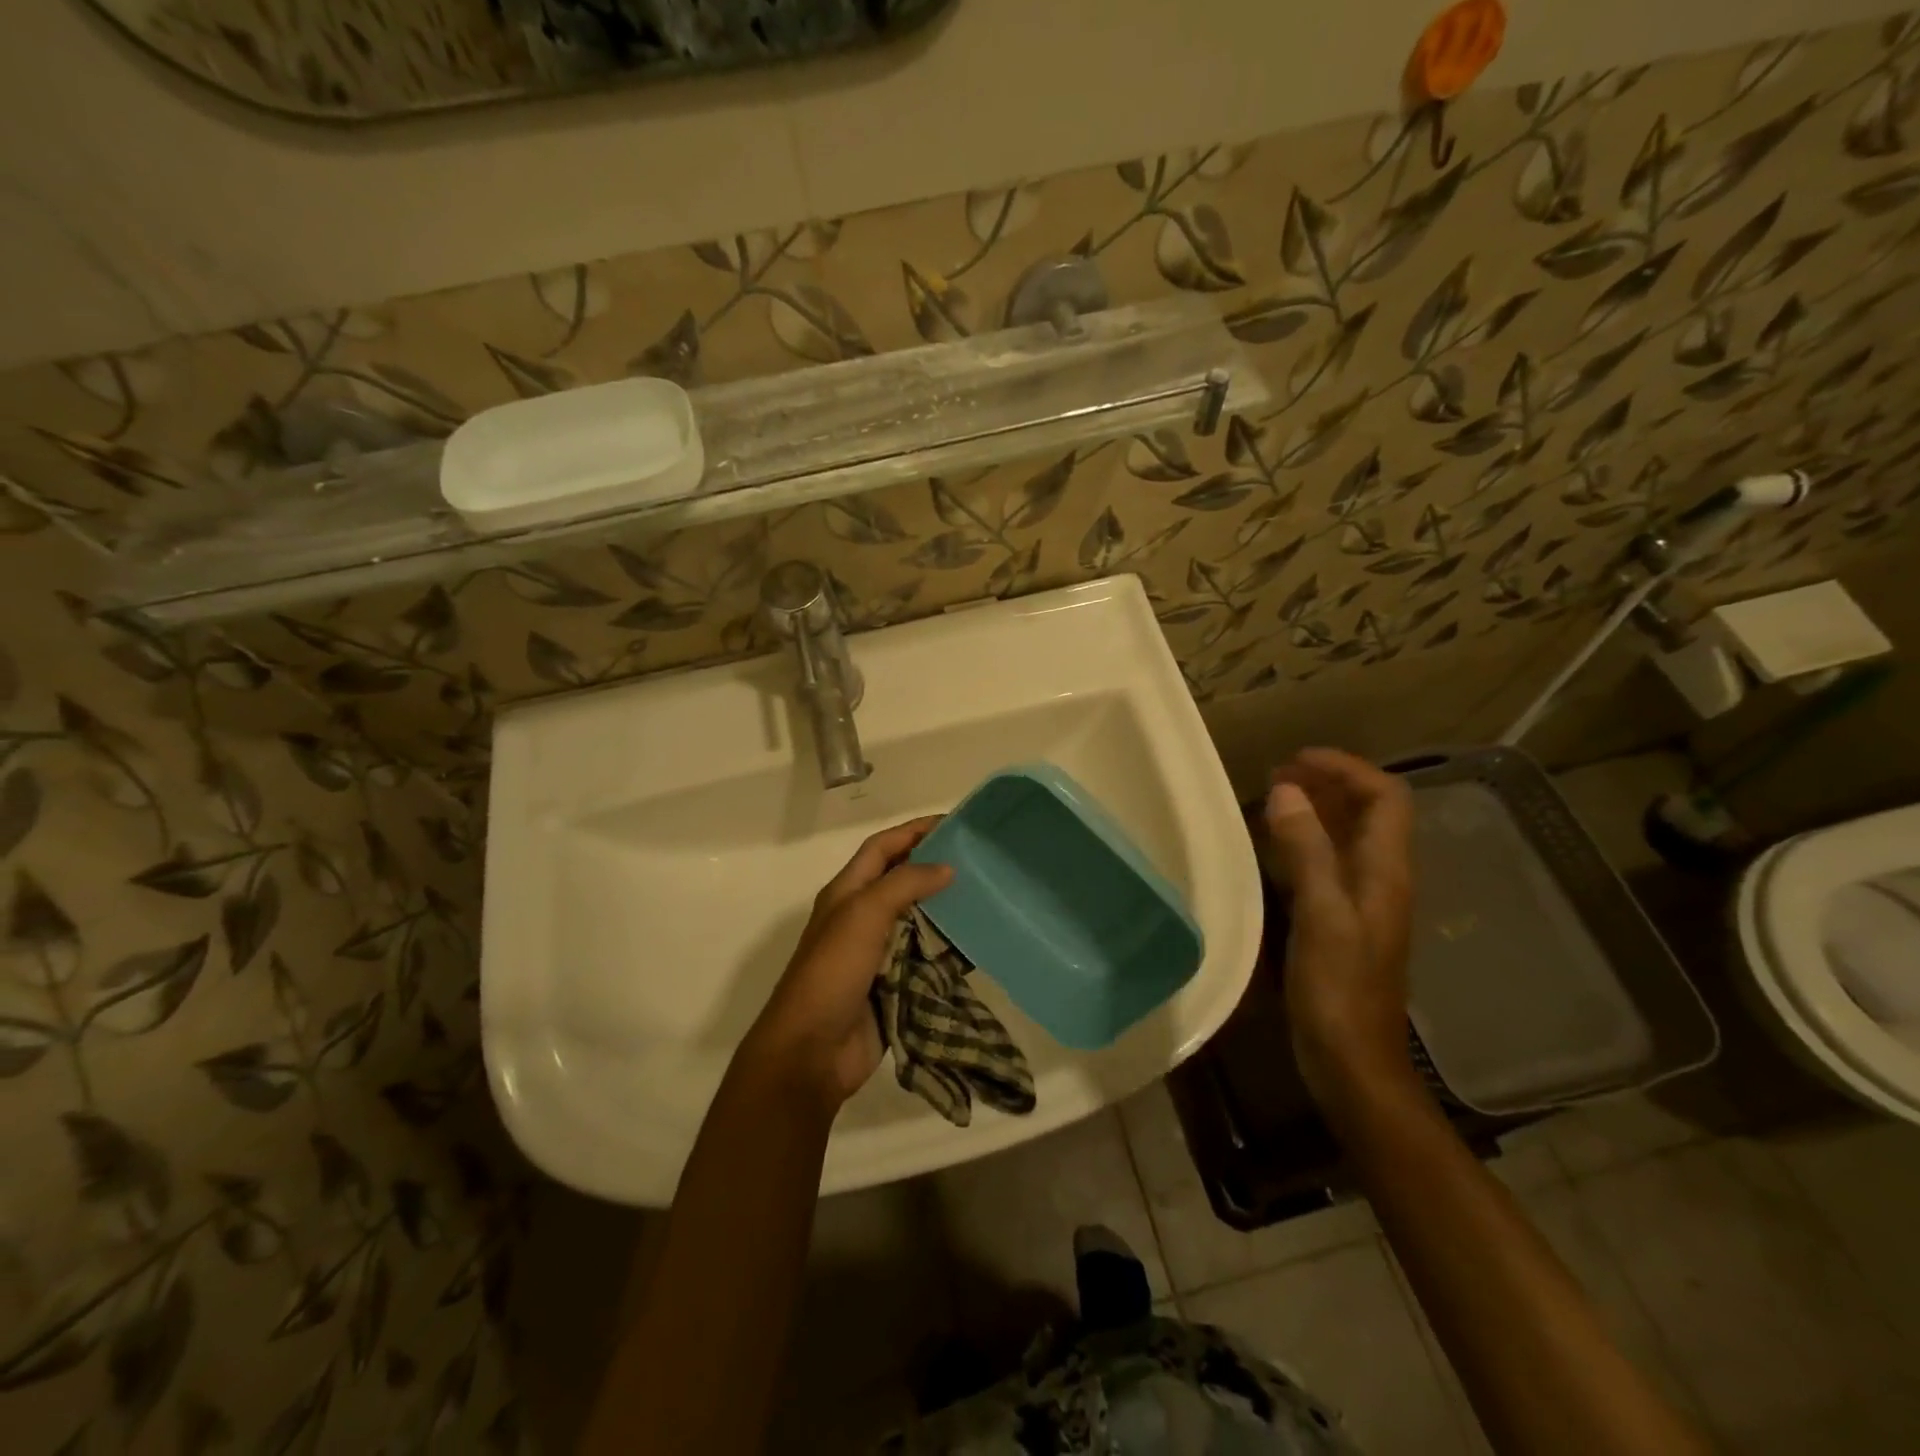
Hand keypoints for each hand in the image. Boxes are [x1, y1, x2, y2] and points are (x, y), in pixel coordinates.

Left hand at [741, 817, 953, 1109]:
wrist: (812, 1051)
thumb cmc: (833, 972)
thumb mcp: (863, 914)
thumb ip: (904, 884)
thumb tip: (946, 867)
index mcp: (848, 893)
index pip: (883, 847)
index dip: (913, 830)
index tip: (953, 823)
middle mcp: (863, 918)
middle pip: (904, 882)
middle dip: (937, 868)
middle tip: (981, 861)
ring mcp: (879, 954)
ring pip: (920, 921)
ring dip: (949, 910)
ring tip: (989, 898)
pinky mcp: (895, 986)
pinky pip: (928, 960)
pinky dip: (951, 952)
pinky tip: (979, 945)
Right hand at [1261, 749, 1418, 1112]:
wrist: (1353, 1062)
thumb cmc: (1339, 990)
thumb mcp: (1322, 916)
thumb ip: (1307, 851)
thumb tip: (1287, 791)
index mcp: (1386, 872)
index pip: (1384, 798)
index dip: (1347, 769)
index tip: (1297, 759)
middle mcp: (1380, 879)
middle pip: (1367, 813)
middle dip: (1328, 784)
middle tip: (1278, 774)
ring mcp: (1361, 902)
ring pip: (1346, 837)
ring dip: (1315, 810)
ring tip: (1272, 798)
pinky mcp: (1339, 922)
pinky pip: (1326, 864)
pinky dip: (1303, 842)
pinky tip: (1273, 848)